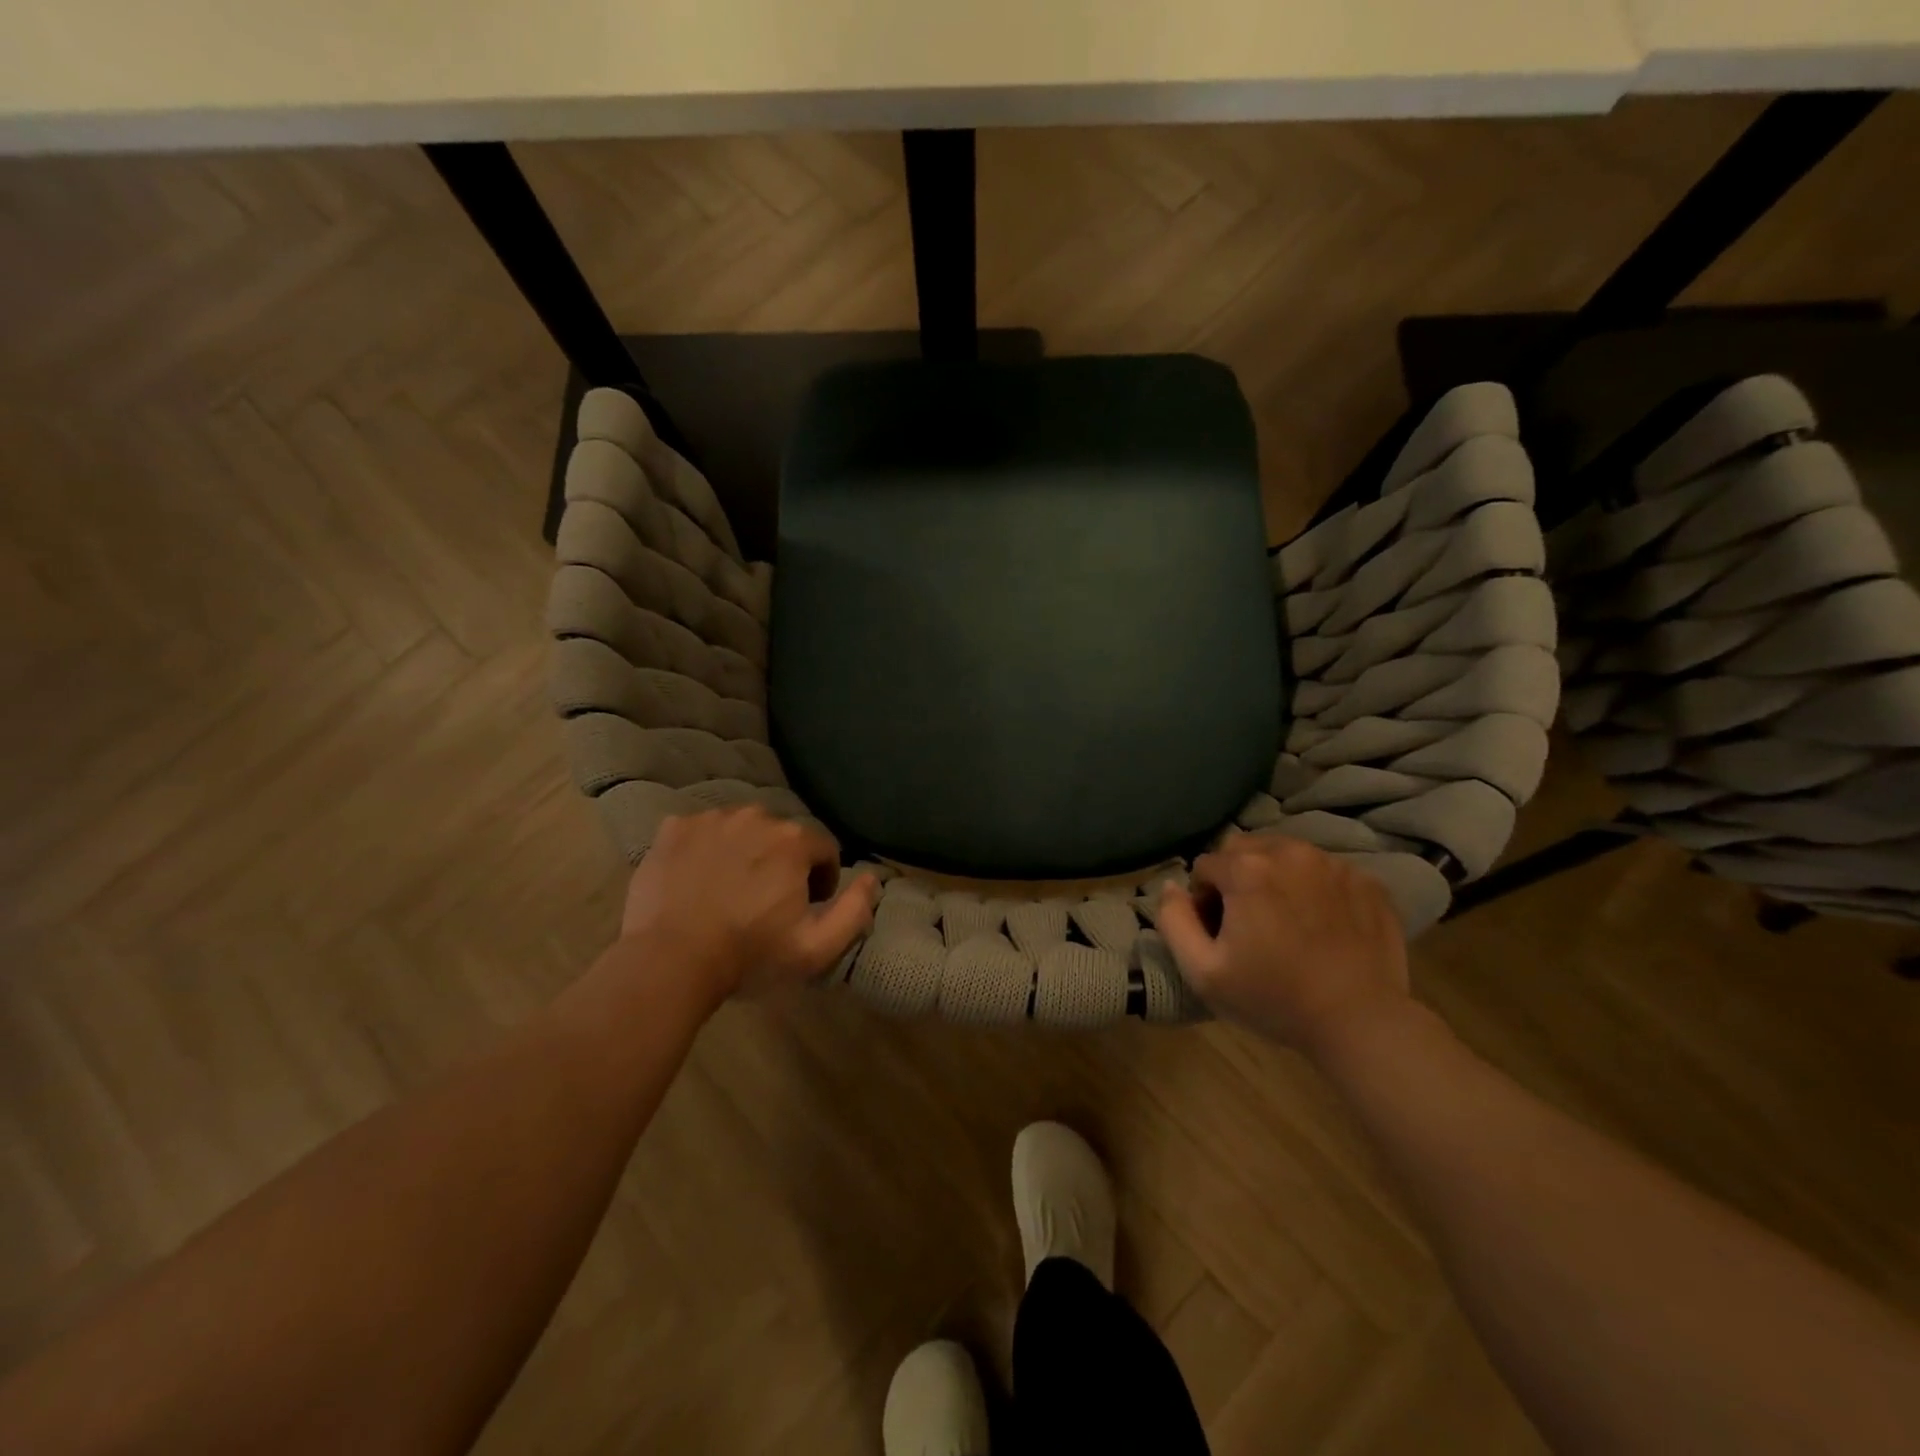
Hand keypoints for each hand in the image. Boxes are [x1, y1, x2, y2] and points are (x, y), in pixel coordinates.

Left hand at [617, 808, 878, 1002]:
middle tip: (764, 903)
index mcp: (793, 841)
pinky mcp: (672, 829)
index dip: (821, 880)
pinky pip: (701, 832)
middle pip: (781, 836)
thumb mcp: (816, 948)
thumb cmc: (749, 956)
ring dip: (744, 853)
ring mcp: (710, 819)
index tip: (805, 908)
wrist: (669, 961)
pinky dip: (705, 850)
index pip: (823, 849)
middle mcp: (755, 816)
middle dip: (782, 864)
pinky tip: (697, 881)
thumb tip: (872, 877)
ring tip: (729, 892)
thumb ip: (855, 910)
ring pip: (741, 830)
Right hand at [1157, 833, 1409, 1058]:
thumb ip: (1173, 920)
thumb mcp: (1203, 971)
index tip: (1220, 933)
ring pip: (1286, 855)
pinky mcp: (1367, 881)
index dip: (1204, 899)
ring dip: (1275, 878)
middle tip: (1249, 922)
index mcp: (1247, 869)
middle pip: (1244, 849)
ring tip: (1286, 921)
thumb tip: (1170, 886)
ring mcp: (1334, 864)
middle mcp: (1290, 852)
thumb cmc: (1274, 998)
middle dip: (1237, 877)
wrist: (1361, 1023)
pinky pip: (1324, 871)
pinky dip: (1314, 888)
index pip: (1205, 865)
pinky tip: (1321, 926)